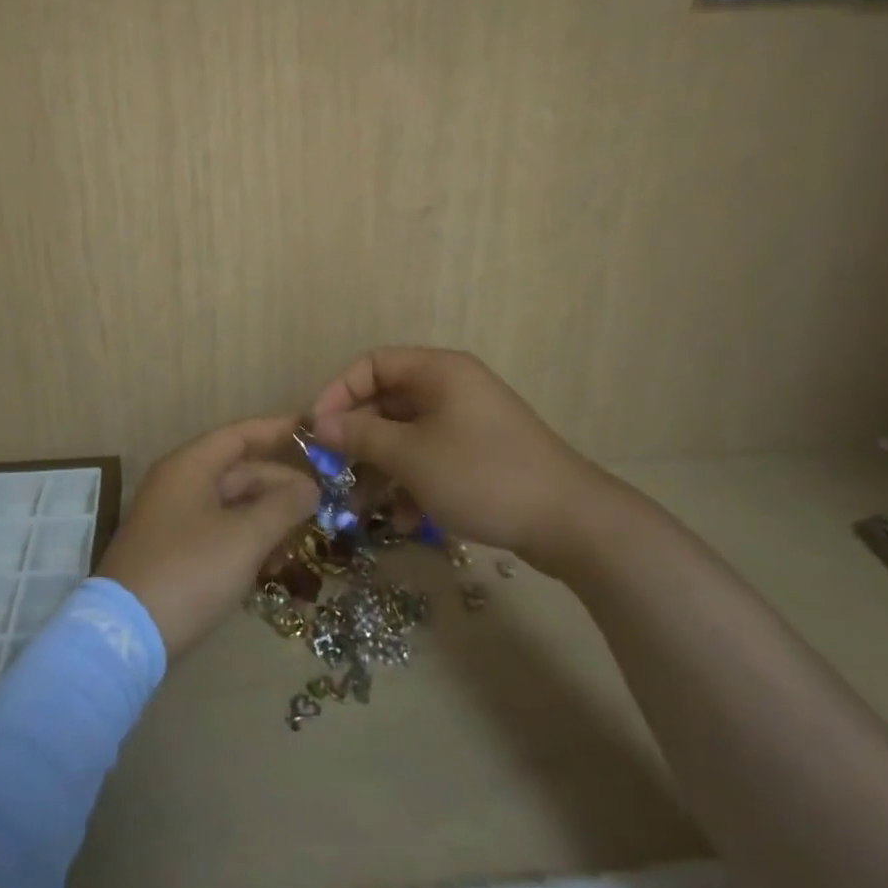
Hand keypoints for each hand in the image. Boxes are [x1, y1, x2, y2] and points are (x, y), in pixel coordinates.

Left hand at [98, 417, 318, 658]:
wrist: (126, 637)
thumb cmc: (190, 572)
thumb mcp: (245, 537)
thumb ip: (283, 506)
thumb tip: (310, 487)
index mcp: (190, 467)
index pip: (239, 435)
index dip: (277, 431)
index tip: (313, 432)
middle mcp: (179, 484)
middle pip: (238, 472)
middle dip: (279, 485)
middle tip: (320, 502)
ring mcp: (174, 520)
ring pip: (231, 506)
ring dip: (267, 518)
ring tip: (302, 538)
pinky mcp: (174, 553)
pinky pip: (220, 533)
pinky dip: (247, 541)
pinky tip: (273, 565)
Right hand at [309, 347, 621, 567]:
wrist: (570, 522)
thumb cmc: (481, 474)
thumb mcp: (411, 456)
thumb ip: (360, 435)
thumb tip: (319, 424)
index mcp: (438, 371)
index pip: (372, 364)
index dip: (338, 392)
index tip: (316, 430)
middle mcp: (452, 388)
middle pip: (387, 403)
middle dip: (357, 440)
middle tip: (332, 473)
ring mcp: (468, 423)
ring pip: (407, 437)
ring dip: (381, 470)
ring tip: (360, 510)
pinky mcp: (479, 455)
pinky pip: (431, 458)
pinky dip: (412, 484)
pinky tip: (405, 522)